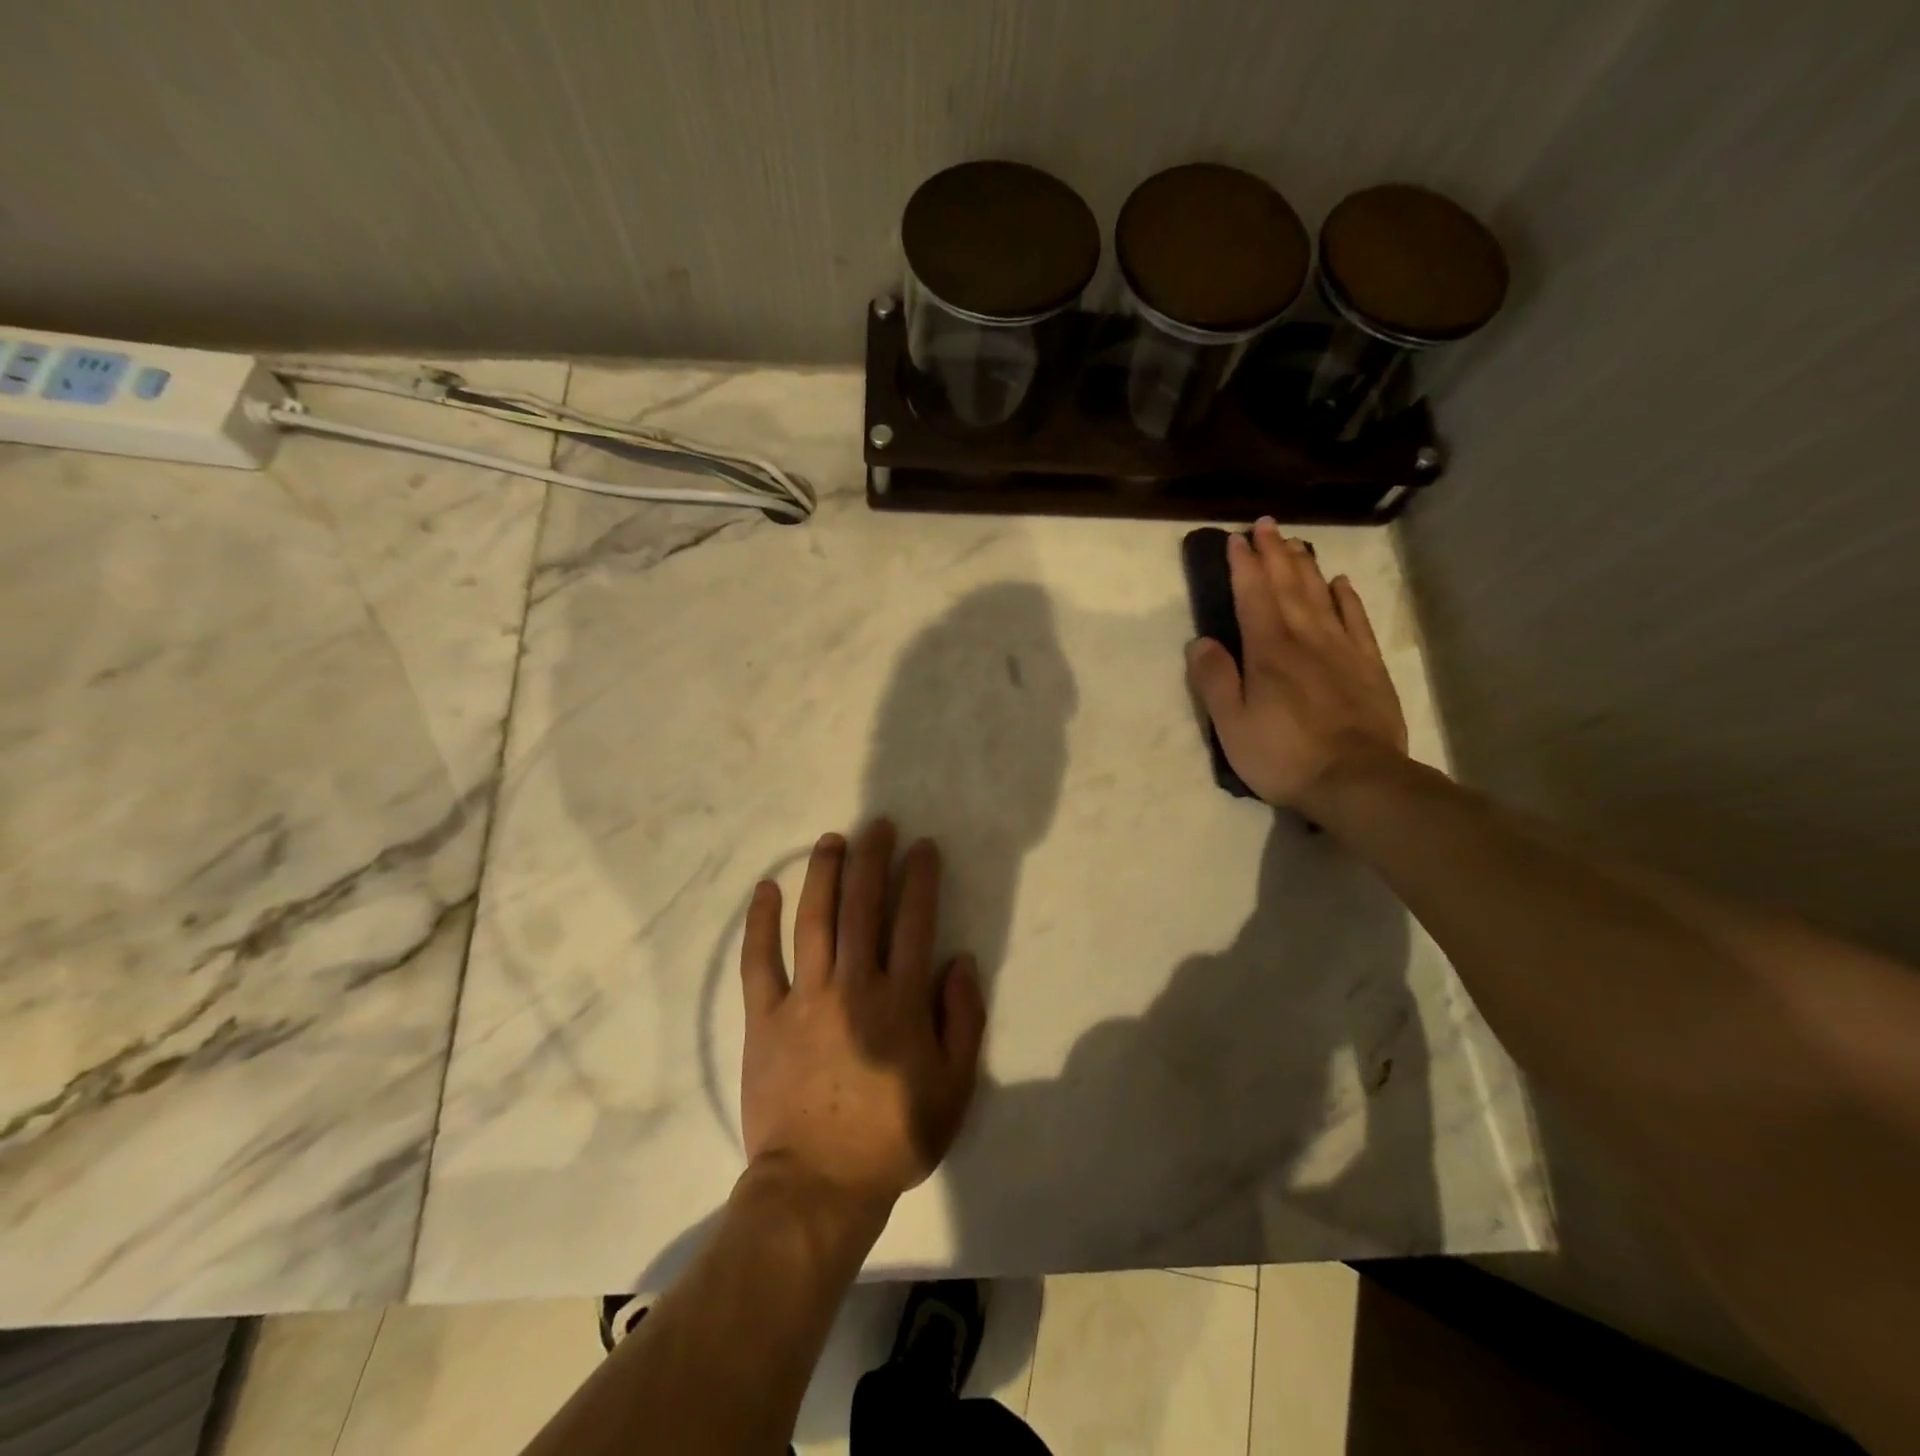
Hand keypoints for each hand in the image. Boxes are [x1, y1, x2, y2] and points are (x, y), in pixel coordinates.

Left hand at [739, 821, 985, 1218]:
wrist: (819, 1185)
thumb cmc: (893, 1138)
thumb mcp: (954, 1088)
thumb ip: (963, 1021)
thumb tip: (960, 961)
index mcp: (901, 1001)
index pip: (915, 921)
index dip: (920, 878)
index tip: (923, 847)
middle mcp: (854, 986)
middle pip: (863, 906)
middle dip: (872, 859)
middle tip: (877, 825)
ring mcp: (806, 998)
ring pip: (815, 920)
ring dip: (824, 874)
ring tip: (831, 840)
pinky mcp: (765, 1017)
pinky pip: (759, 961)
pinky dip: (761, 923)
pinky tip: (766, 889)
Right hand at [1186, 518, 1408, 810]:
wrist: (1357, 780)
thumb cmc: (1283, 755)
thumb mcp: (1232, 725)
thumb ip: (1215, 680)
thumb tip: (1201, 641)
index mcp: (1268, 651)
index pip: (1253, 596)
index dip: (1243, 566)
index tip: (1236, 539)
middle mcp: (1305, 639)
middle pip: (1288, 586)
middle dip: (1274, 554)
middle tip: (1266, 525)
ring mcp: (1342, 650)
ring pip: (1321, 596)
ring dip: (1306, 566)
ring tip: (1296, 543)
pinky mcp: (1368, 667)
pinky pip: (1356, 621)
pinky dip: (1346, 598)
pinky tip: (1340, 583)